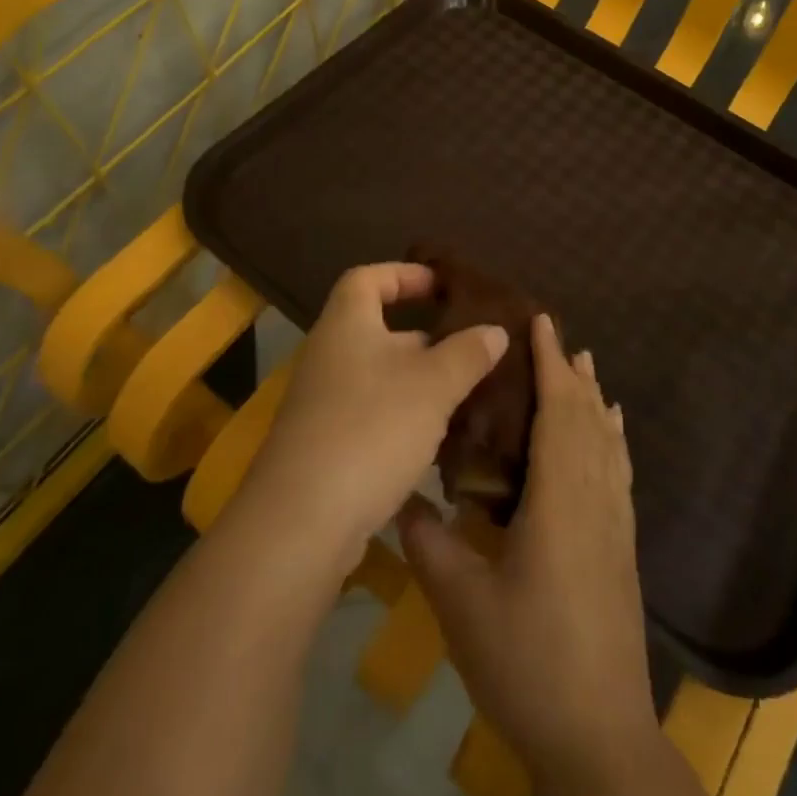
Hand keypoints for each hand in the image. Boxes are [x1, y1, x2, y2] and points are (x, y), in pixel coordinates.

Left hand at [242, 262, 506, 568]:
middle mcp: (329, 355)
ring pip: (380, 378)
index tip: (443, 286)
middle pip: (378, 330)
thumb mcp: (432, 385)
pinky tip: (437, 442)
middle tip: (471, 349)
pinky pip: (371, 415)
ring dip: (419, 383)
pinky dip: (403, 419)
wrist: (302, 520)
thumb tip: (494, 330)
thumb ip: (467, 353)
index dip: (405, 275)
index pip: (368, 279)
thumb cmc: (371, 428)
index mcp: (347, 324)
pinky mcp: (325, 446)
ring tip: (466, 395)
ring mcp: (323, 403)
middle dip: (425, 338)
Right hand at [399, 315, 654, 776]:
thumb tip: (401, 498)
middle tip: (553, 334)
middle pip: (589, 418)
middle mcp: (595, 498)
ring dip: (594, 399)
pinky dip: (612, 438)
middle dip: (572, 372)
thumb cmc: (528, 661)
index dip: (551, 362)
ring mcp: (615, 524)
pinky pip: (619, 470)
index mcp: (561, 498)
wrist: (599, 737)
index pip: (559, 410)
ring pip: (609, 441)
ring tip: (584, 367)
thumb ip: (428, 542)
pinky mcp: (622, 547)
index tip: (540, 321)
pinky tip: (608, 435)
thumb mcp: (461, 602)